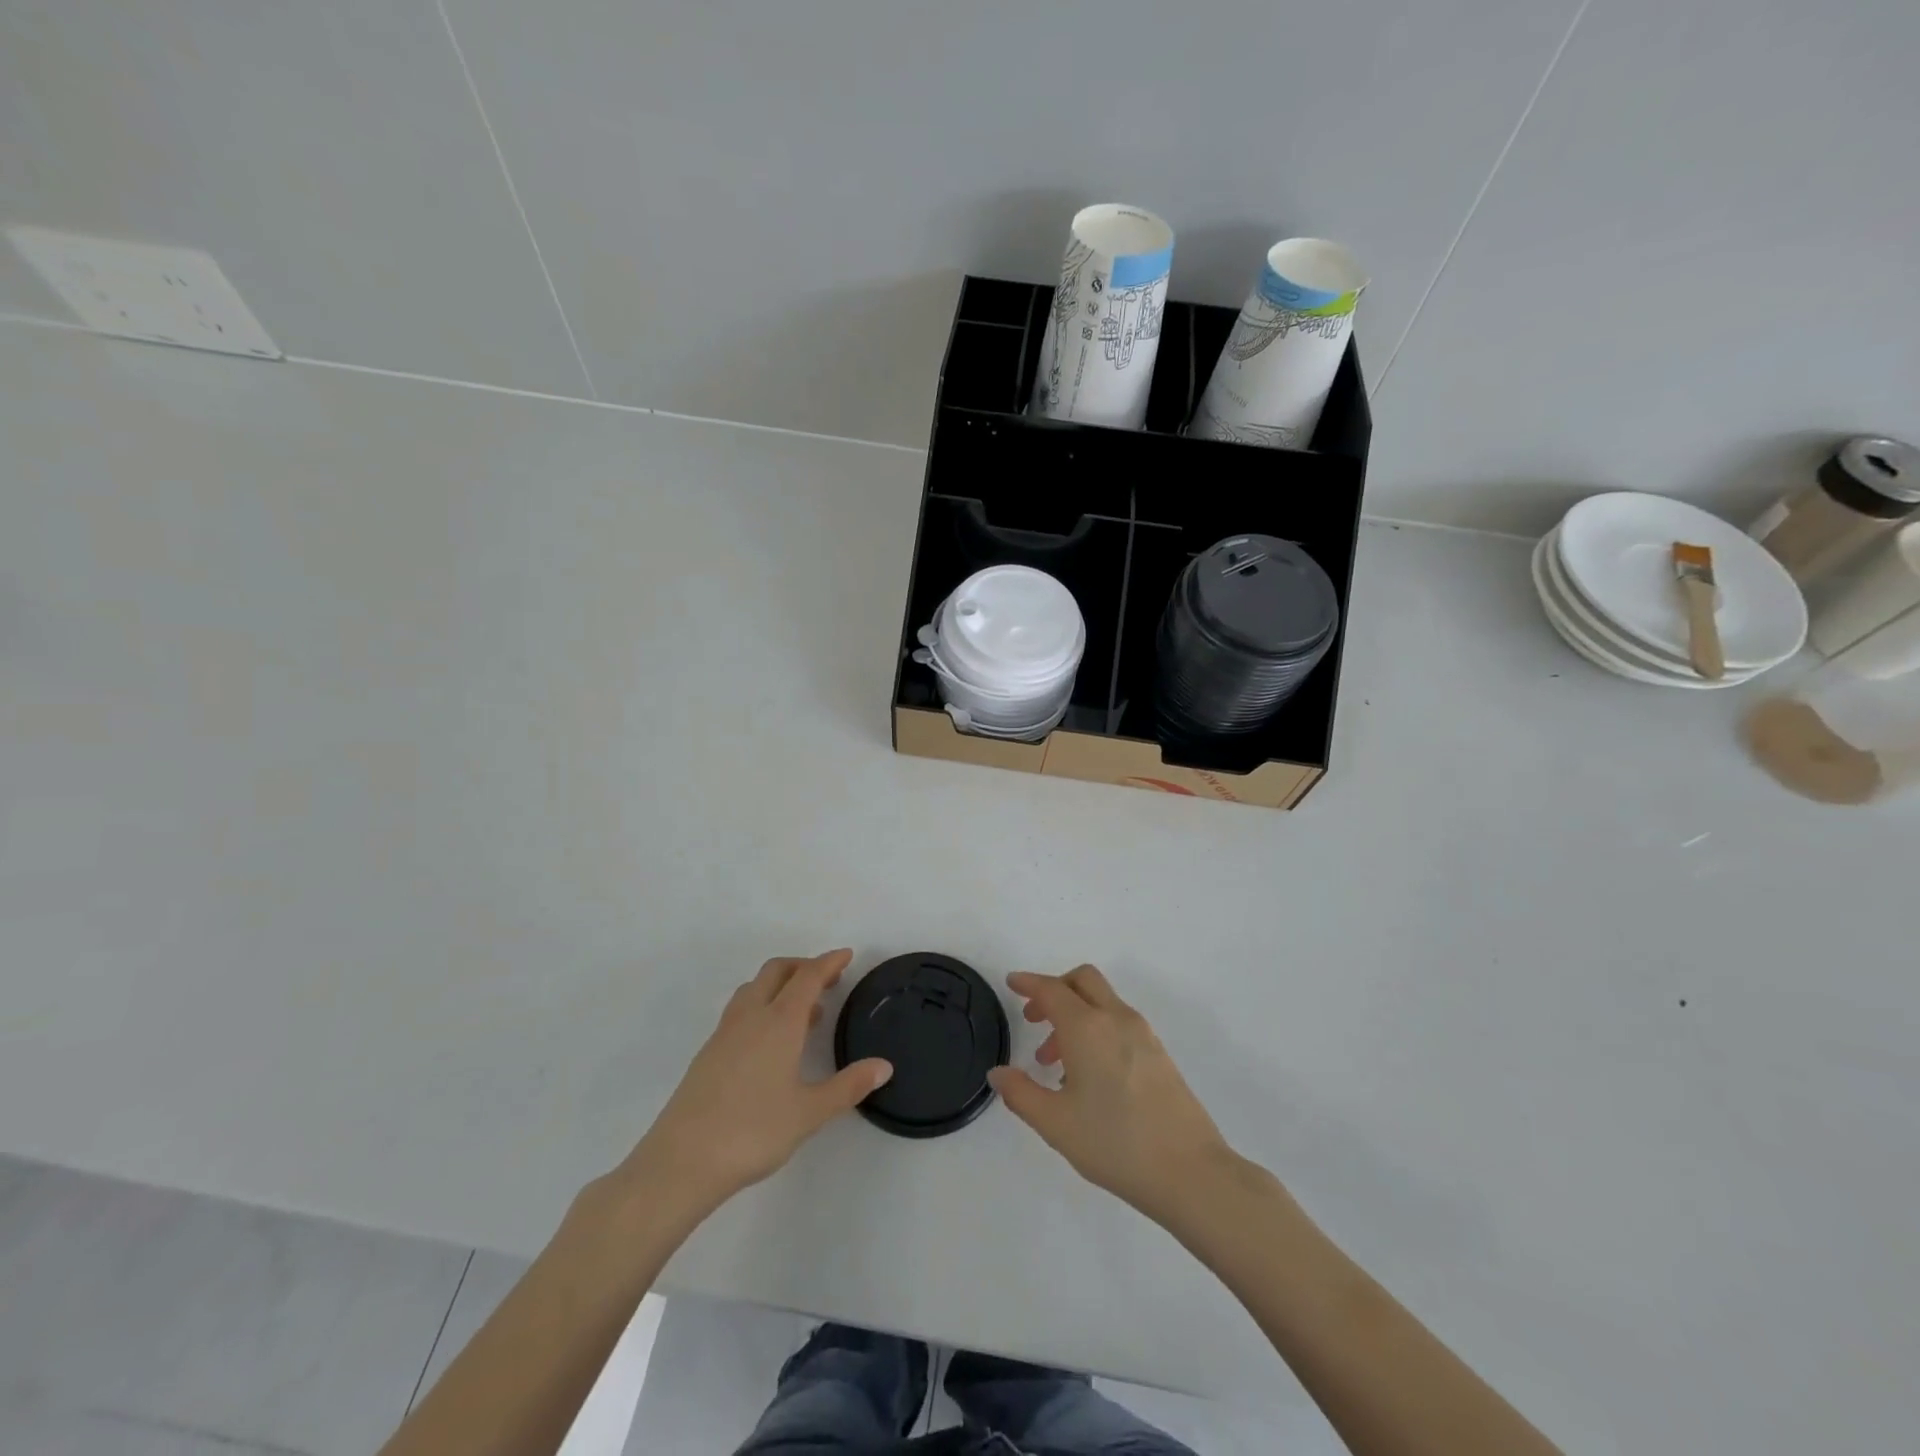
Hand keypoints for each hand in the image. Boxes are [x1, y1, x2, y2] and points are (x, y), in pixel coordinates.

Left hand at [621, 950, 891, 1210]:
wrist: (681, 1161)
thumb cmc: (753, 1131)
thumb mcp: (809, 1113)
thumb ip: (848, 1086)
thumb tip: (884, 1066)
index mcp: (779, 1022)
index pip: (808, 977)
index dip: (829, 962)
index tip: (846, 955)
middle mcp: (751, 1016)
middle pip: (777, 971)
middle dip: (803, 966)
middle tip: (828, 980)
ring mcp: (725, 1033)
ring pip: (754, 988)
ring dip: (780, 985)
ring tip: (804, 1011)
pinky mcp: (708, 1053)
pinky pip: (741, 1010)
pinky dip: (762, 1006)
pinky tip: (771, 1041)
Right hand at [989, 966, 1235, 1223]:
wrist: (1190, 1171)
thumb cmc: (1115, 1143)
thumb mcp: (1055, 1123)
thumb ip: (1021, 1093)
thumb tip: (998, 1073)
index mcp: (1087, 1027)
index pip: (1052, 990)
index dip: (1029, 983)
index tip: (1012, 983)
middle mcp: (1116, 1019)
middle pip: (1083, 980)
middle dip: (1055, 989)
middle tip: (1034, 1018)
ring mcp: (1143, 1034)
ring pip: (1102, 1002)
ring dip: (1075, 1015)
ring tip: (1055, 1062)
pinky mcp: (1159, 1054)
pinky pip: (1119, 1023)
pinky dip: (1097, 1029)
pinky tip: (1088, 1076)